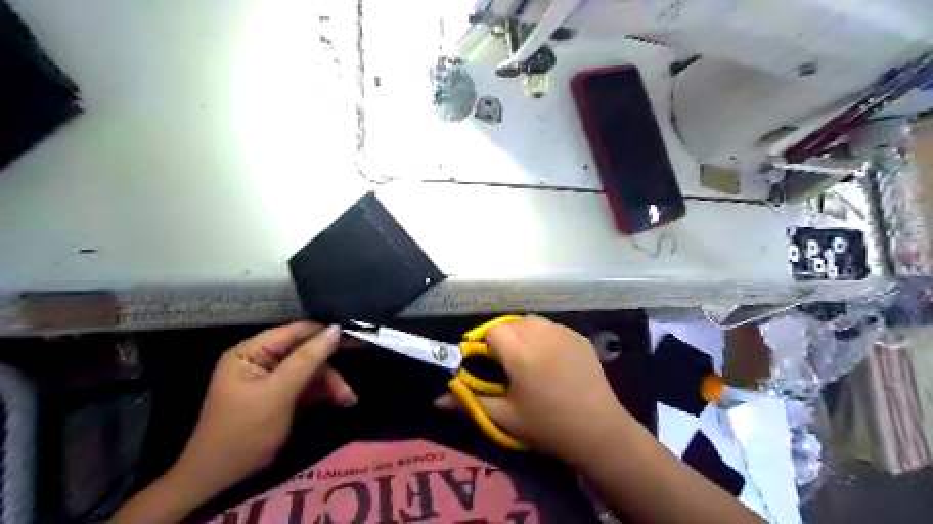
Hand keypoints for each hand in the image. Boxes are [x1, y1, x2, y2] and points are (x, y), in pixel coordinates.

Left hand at [169, 321, 355, 500]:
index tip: (356, 339)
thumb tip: (336, 328)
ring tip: (348, 400)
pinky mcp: (280, 397)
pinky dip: (323, 394)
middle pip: (306, 352)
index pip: (295, 332)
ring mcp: (271, 379)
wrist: (220, 483)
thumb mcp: (278, 394)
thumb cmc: (244, 433)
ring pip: (310, 371)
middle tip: (350, 382)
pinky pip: (307, 387)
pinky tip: (340, 402)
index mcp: (251, 352)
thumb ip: (307, 359)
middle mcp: (261, 360)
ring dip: (330, 384)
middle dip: (329, 369)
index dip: (325, 334)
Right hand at [435, 316, 625, 462]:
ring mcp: (563, 332)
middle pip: (512, 323)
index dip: (485, 344)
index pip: (492, 331)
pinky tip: (550, 359)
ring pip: (532, 322)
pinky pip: (553, 328)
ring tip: (527, 358)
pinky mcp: (579, 336)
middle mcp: (541, 334)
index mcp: (520, 351)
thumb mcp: (505, 417)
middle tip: (506, 363)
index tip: (486, 362)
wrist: (599, 431)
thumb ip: (469, 402)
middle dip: (503, 338)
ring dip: (523, 333)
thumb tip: (436, 400)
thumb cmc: (547, 426)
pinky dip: (544, 337)